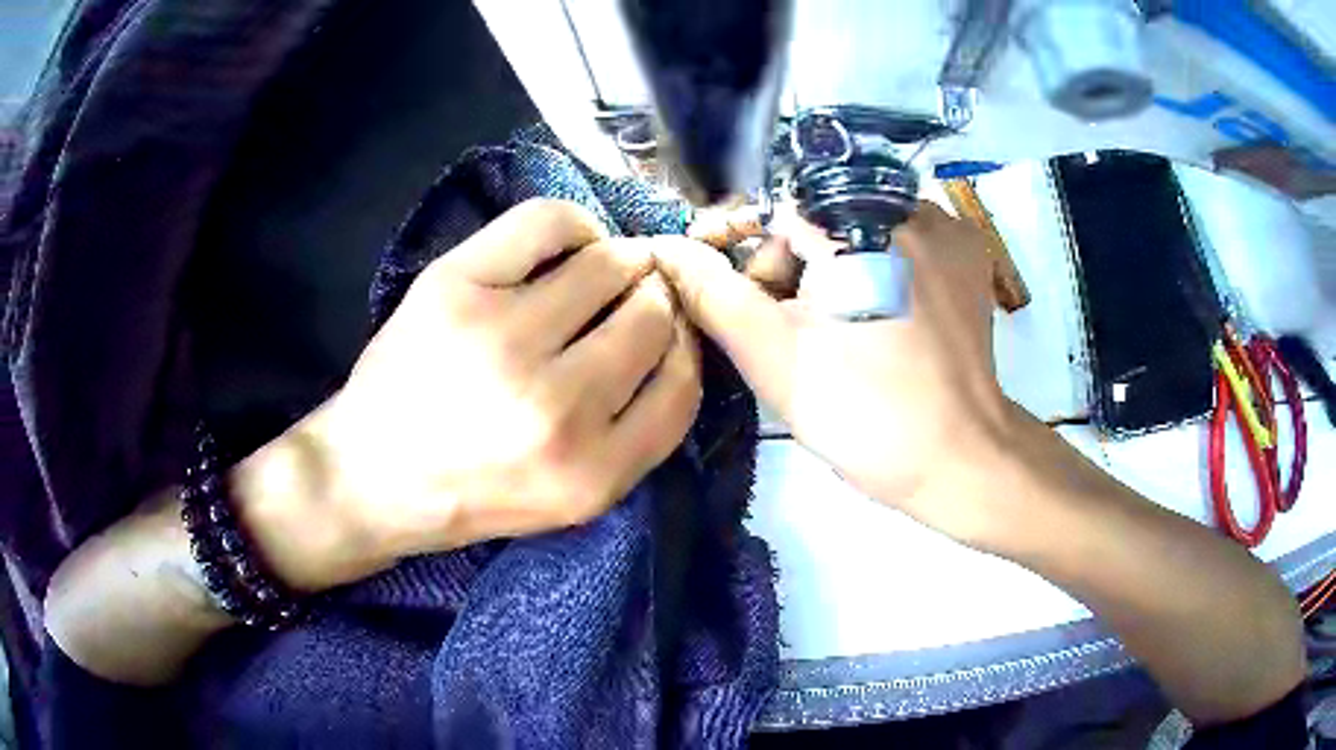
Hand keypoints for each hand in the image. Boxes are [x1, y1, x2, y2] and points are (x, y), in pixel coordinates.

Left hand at [235, 199, 701, 590]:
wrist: (372, 477)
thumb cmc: (475, 492)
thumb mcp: (574, 498)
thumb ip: (638, 433)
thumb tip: (678, 328)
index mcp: (592, 474)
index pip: (683, 383)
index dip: (684, 345)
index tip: (670, 331)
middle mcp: (556, 409)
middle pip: (652, 315)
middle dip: (652, 300)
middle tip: (630, 298)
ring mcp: (501, 339)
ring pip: (611, 264)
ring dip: (617, 263)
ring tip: (595, 276)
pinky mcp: (456, 287)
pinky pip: (552, 222)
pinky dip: (574, 225)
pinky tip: (568, 245)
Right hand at [657, 201, 1013, 543]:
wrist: (961, 461)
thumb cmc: (867, 413)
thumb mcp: (774, 357)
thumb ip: (711, 294)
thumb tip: (664, 248)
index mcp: (856, 218)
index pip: (775, 209)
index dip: (748, 256)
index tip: (743, 305)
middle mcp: (907, 203)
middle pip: (821, 217)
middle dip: (795, 271)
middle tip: (793, 337)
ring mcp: (946, 229)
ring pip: (860, 230)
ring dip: (836, 272)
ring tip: (837, 337)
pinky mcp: (967, 257)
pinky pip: (901, 245)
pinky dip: (877, 273)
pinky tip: (878, 322)